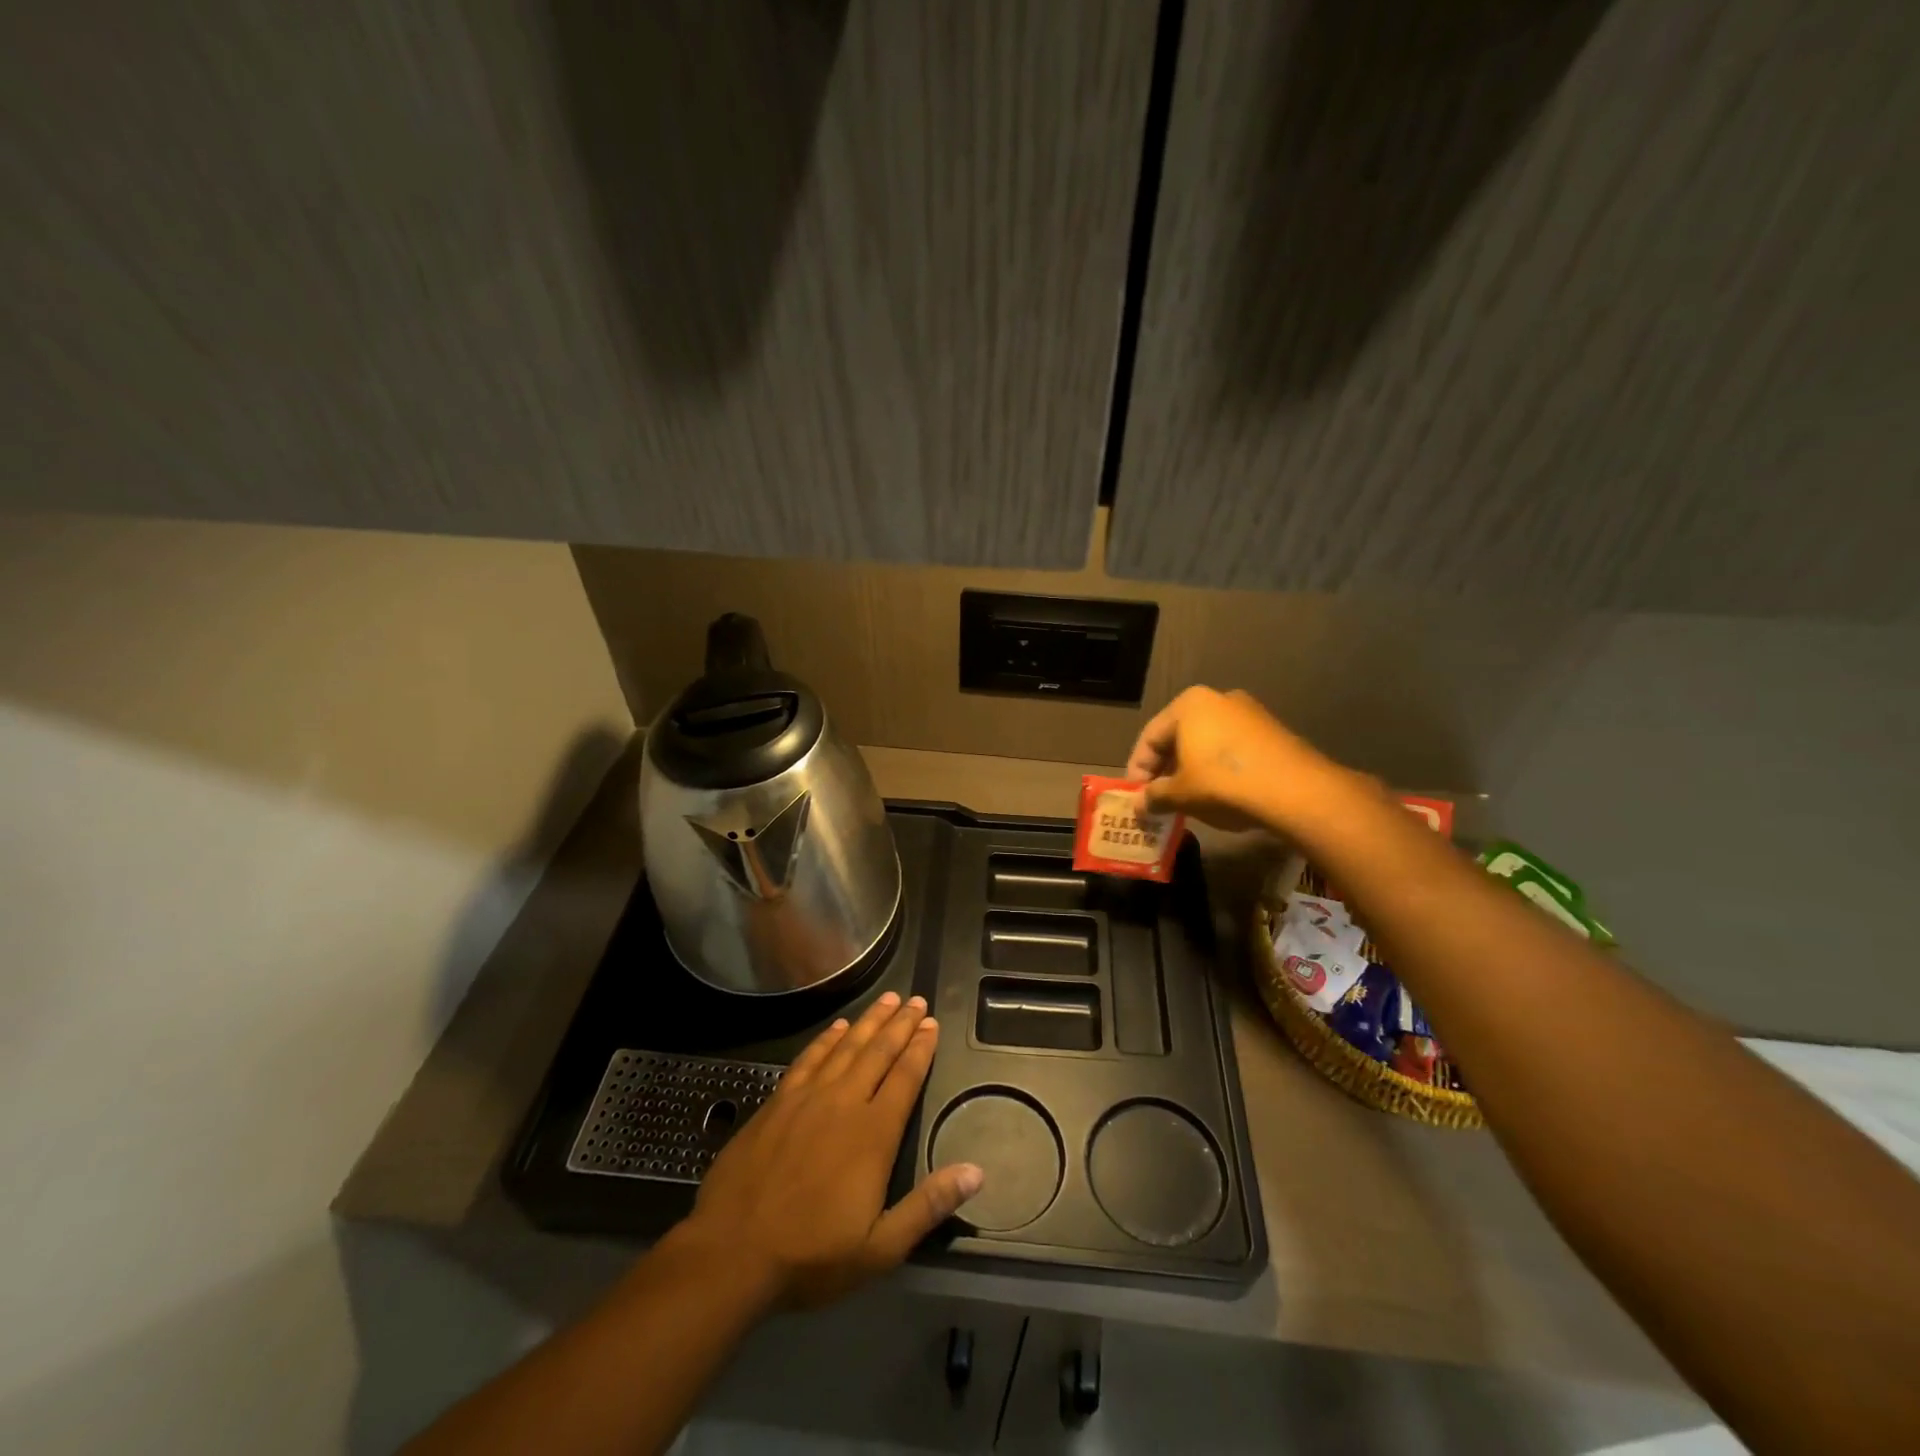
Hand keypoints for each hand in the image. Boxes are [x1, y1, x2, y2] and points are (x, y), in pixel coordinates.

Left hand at [681, 992, 983, 1309]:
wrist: (731, 1251)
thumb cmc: (810, 1255)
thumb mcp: (880, 1248)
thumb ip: (928, 1206)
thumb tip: (976, 1172)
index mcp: (873, 1133)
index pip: (905, 1078)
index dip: (921, 1048)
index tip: (932, 1023)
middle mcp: (844, 1103)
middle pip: (879, 1052)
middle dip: (900, 1024)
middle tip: (916, 1000)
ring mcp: (807, 1098)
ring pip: (846, 1047)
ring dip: (870, 1021)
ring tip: (888, 999)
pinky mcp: (777, 1102)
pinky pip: (809, 1058)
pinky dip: (827, 1039)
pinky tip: (838, 1027)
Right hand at [1125, 686, 1333, 831]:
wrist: (1296, 791)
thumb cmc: (1224, 784)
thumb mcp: (1180, 794)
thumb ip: (1154, 797)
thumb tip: (1138, 805)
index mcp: (1189, 704)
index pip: (1150, 737)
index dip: (1137, 769)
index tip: (1135, 796)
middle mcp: (1218, 699)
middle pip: (1179, 737)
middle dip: (1165, 769)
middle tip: (1157, 798)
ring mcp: (1250, 713)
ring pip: (1207, 743)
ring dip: (1192, 770)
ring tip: (1187, 800)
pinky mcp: (1272, 731)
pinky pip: (1232, 749)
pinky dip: (1219, 769)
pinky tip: (1219, 794)